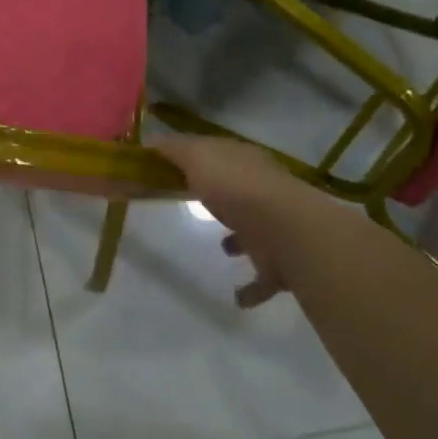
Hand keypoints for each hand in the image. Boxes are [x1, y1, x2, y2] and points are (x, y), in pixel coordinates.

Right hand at [155, 135, 359, 307]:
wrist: (285, 232)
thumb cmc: (236, 188)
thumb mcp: (198, 156)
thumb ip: (174, 149)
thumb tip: (152, 141)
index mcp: (243, 162)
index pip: (217, 154)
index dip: (195, 159)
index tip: (170, 170)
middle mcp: (261, 192)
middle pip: (237, 191)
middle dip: (220, 196)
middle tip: (192, 204)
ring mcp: (273, 228)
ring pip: (254, 231)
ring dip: (239, 240)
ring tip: (222, 248)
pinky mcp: (277, 264)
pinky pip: (262, 278)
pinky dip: (251, 288)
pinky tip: (236, 297)